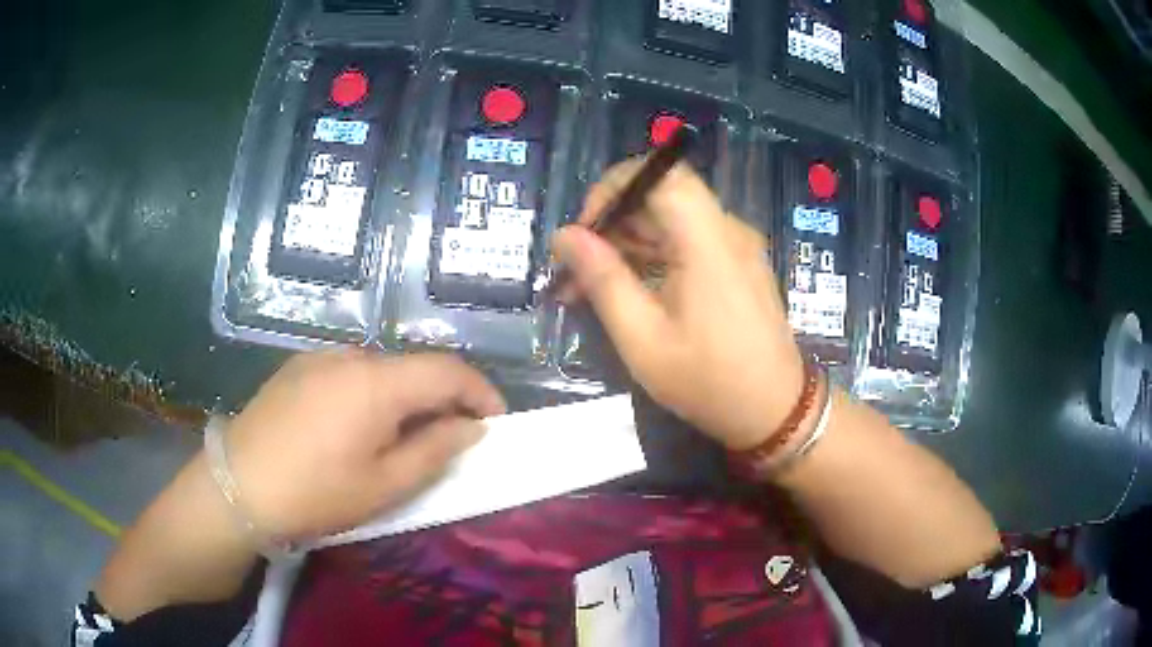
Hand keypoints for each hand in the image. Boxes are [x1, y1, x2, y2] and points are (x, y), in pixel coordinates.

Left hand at [224, 350, 505, 540]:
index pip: (447, 370)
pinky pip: (348, 373)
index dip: (480, 391)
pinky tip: (354, 427)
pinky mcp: (296, 367)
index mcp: (377, 382)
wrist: (237, 486)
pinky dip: (370, 393)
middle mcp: (350, 356)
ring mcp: (319, 357)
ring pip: (380, 370)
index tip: (496, 420)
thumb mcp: (385, 484)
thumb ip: (435, 450)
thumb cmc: (316, 493)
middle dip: (441, 398)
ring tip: (399, 437)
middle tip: (449, 438)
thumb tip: (470, 426)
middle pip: (412, 367)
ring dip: (403, 396)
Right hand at [553, 160, 803, 450]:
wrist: (775, 412)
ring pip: (672, 220)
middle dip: (613, 223)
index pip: (659, 172)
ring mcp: (736, 247)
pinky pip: (689, 243)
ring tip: (591, 288)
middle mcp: (726, 230)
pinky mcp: (738, 265)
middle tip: (576, 270)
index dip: (614, 188)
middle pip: (661, 196)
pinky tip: (630, 292)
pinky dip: (654, 257)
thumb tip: (565, 236)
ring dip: (629, 244)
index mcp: (707, 239)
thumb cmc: (708, 381)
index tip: (584, 229)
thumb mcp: (643, 338)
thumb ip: (603, 279)